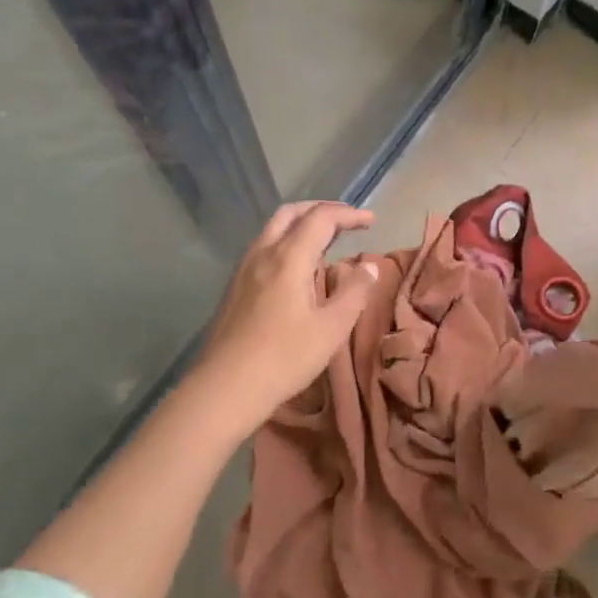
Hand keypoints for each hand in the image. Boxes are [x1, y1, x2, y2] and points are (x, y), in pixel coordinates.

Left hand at [193, 201, 379, 431]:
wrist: (225, 388)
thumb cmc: (285, 358)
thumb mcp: (332, 328)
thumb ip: (354, 292)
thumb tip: (369, 267)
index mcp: (290, 257)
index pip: (322, 217)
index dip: (349, 214)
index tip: (371, 221)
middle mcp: (263, 253)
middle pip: (291, 213)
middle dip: (321, 210)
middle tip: (347, 222)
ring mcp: (244, 270)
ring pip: (273, 230)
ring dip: (301, 225)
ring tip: (326, 243)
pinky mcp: (234, 287)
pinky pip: (263, 248)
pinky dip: (286, 243)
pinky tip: (297, 269)